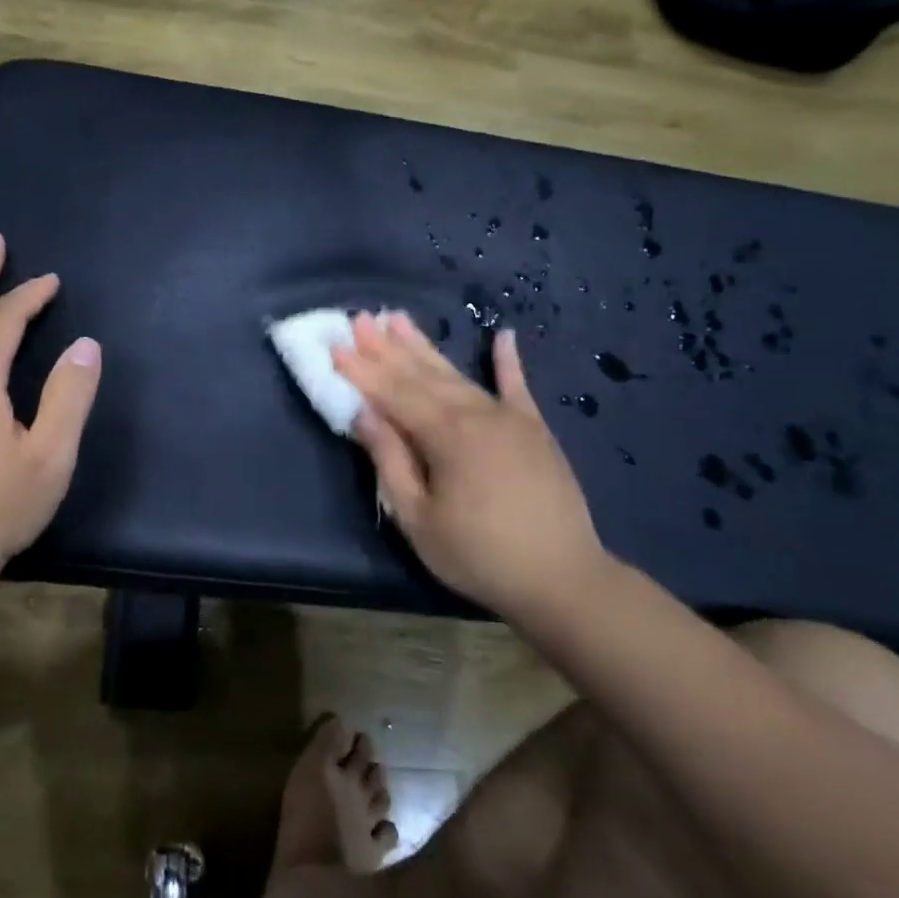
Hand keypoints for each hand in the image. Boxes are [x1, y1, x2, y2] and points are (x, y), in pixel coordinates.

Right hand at [330, 312, 609, 614]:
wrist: (563, 579)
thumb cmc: (478, 555)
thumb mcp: (419, 519)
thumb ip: (391, 462)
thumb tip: (365, 414)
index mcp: (446, 436)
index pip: (393, 394)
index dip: (361, 371)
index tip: (335, 346)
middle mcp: (476, 414)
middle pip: (421, 375)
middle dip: (386, 348)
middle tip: (360, 318)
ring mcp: (509, 418)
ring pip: (456, 375)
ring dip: (424, 347)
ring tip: (398, 318)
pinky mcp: (535, 429)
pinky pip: (517, 387)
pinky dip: (508, 361)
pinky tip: (503, 335)